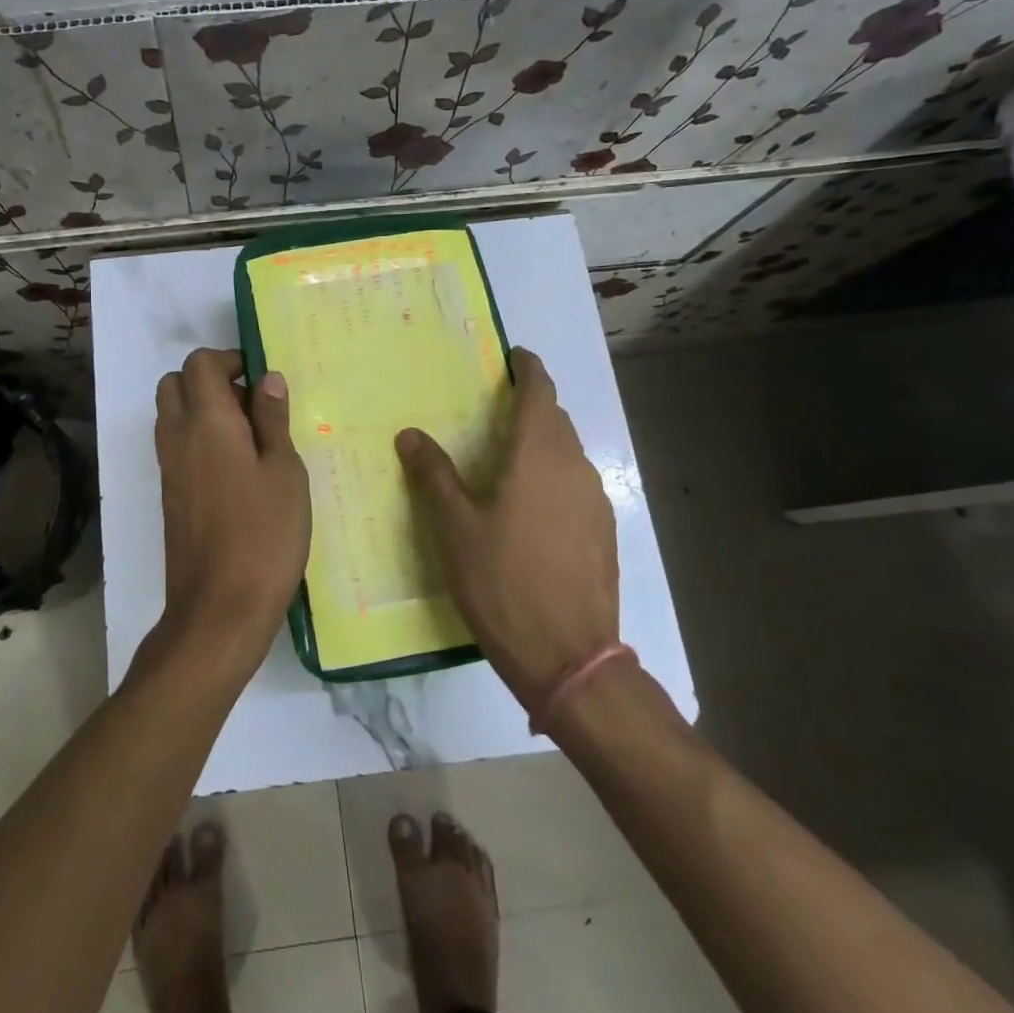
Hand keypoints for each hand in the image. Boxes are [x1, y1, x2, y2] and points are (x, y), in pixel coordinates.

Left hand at [153, 348, 310, 673]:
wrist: (219, 609)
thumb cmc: (264, 535)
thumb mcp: (284, 472)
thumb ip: (272, 420)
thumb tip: (267, 379)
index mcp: (206, 421)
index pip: (199, 364)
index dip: (229, 360)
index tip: (262, 380)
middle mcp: (177, 436)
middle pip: (175, 384)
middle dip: (210, 380)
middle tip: (252, 405)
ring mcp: (168, 468)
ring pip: (172, 415)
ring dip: (203, 410)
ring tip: (250, 438)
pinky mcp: (170, 495)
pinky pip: (176, 446)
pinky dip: (198, 439)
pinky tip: (238, 470)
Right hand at [395, 347, 619, 707]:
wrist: (569, 656)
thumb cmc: (502, 581)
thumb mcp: (455, 528)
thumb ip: (434, 475)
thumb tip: (410, 434)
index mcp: (537, 455)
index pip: (540, 393)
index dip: (529, 369)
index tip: (515, 356)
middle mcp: (574, 467)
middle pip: (555, 420)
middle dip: (531, 406)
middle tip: (496, 408)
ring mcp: (595, 501)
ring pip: (567, 453)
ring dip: (541, 443)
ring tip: (508, 457)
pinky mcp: (603, 532)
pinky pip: (576, 484)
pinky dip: (553, 476)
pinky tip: (531, 506)